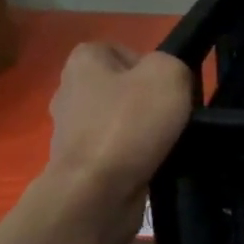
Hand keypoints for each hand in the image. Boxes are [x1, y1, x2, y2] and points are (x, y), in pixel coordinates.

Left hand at [46, 44, 193, 215]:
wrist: (96, 191)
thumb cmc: (129, 124)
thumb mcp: (168, 75)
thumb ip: (173, 65)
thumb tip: (168, 82)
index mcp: (83, 60)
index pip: (127, 52)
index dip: (154, 69)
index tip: (170, 91)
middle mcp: (70, 89)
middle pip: (125, 89)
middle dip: (149, 104)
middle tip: (172, 119)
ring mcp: (71, 129)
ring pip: (122, 122)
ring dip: (143, 134)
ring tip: (164, 146)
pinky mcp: (80, 162)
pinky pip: (116, 152)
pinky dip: (134, 159)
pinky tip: (150, 166)